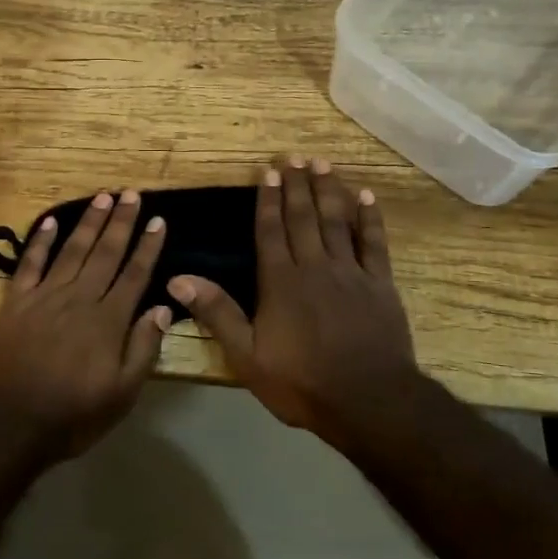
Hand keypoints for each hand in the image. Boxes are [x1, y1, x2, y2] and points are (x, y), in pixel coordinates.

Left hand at [0, 190, 171, 464]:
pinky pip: (30, 264)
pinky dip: (41, 241)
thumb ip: (143, 348)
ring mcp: (44, 297)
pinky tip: (51, 221)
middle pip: (105, 253)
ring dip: (88, 223)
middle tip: (131, 194)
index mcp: (108, 321)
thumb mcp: (122, 394)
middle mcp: (79, 299)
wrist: (10, 425)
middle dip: (121, 222)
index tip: (158, 220)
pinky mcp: (14, 302)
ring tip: (103, 197)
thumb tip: (162, 308)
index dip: (148, 246)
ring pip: (72, 251)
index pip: (135, 274)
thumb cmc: (72, 415)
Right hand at [170, 159, 418, 440]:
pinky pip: (374, 243)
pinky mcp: (379, 284)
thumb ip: (216, 313)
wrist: (369, 402)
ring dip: (328, 190)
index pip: (270, 230)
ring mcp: (350, 272)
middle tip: (294, 156)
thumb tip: (177, 278)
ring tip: (322, 164)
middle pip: (303, 217)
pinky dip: (370, 218)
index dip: (268, 199)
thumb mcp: (247, 355)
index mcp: (280, 281)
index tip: (268, 171)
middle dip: (297, 185)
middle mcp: (314, 266)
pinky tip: (366, 197)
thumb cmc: (302, 382)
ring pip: (337, 221)